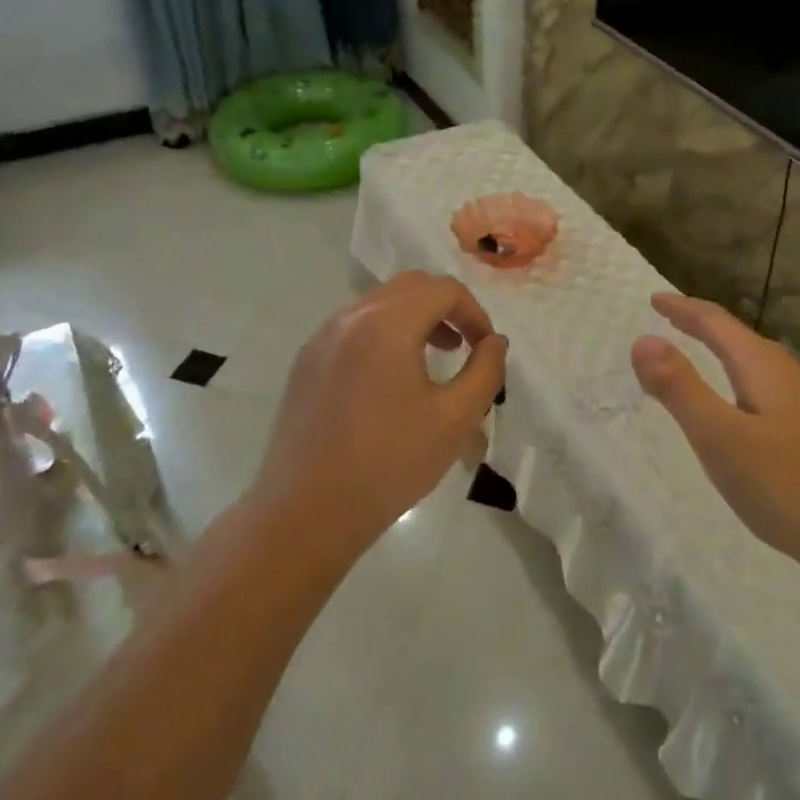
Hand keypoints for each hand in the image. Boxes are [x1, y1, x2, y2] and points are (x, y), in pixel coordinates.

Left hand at [252, 272, 507, 560]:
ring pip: (378, 305)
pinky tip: (389, 382)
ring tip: (431, 360)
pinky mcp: (305, 363)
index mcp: (386, 324)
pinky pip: (353, 329)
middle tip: (463, 346)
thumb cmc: (389, 464)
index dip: (474, 312)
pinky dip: (382, 336)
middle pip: (408, 288)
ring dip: (413, 320)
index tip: (485, 348)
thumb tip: (494, 342)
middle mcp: (350, 318)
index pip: (442, 290)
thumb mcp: (454, 419)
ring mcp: (321, 338)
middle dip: (444, 308)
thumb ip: (485, 372)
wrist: (306, 512)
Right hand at [631, 292, 799, 575]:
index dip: (683, 309)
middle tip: (673, 321)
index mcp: (764, 367)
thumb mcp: (720, 436)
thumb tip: (643, 340)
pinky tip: (746, 411)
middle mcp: (790, 376)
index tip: (655, 299)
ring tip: (704, 357)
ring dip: (726, 354)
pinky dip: (743, 384)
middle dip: (704, 326)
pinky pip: (770, 391)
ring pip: (759, 366)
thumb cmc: (789, 485)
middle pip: (740, 338)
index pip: (716, 323)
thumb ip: (680, 388)